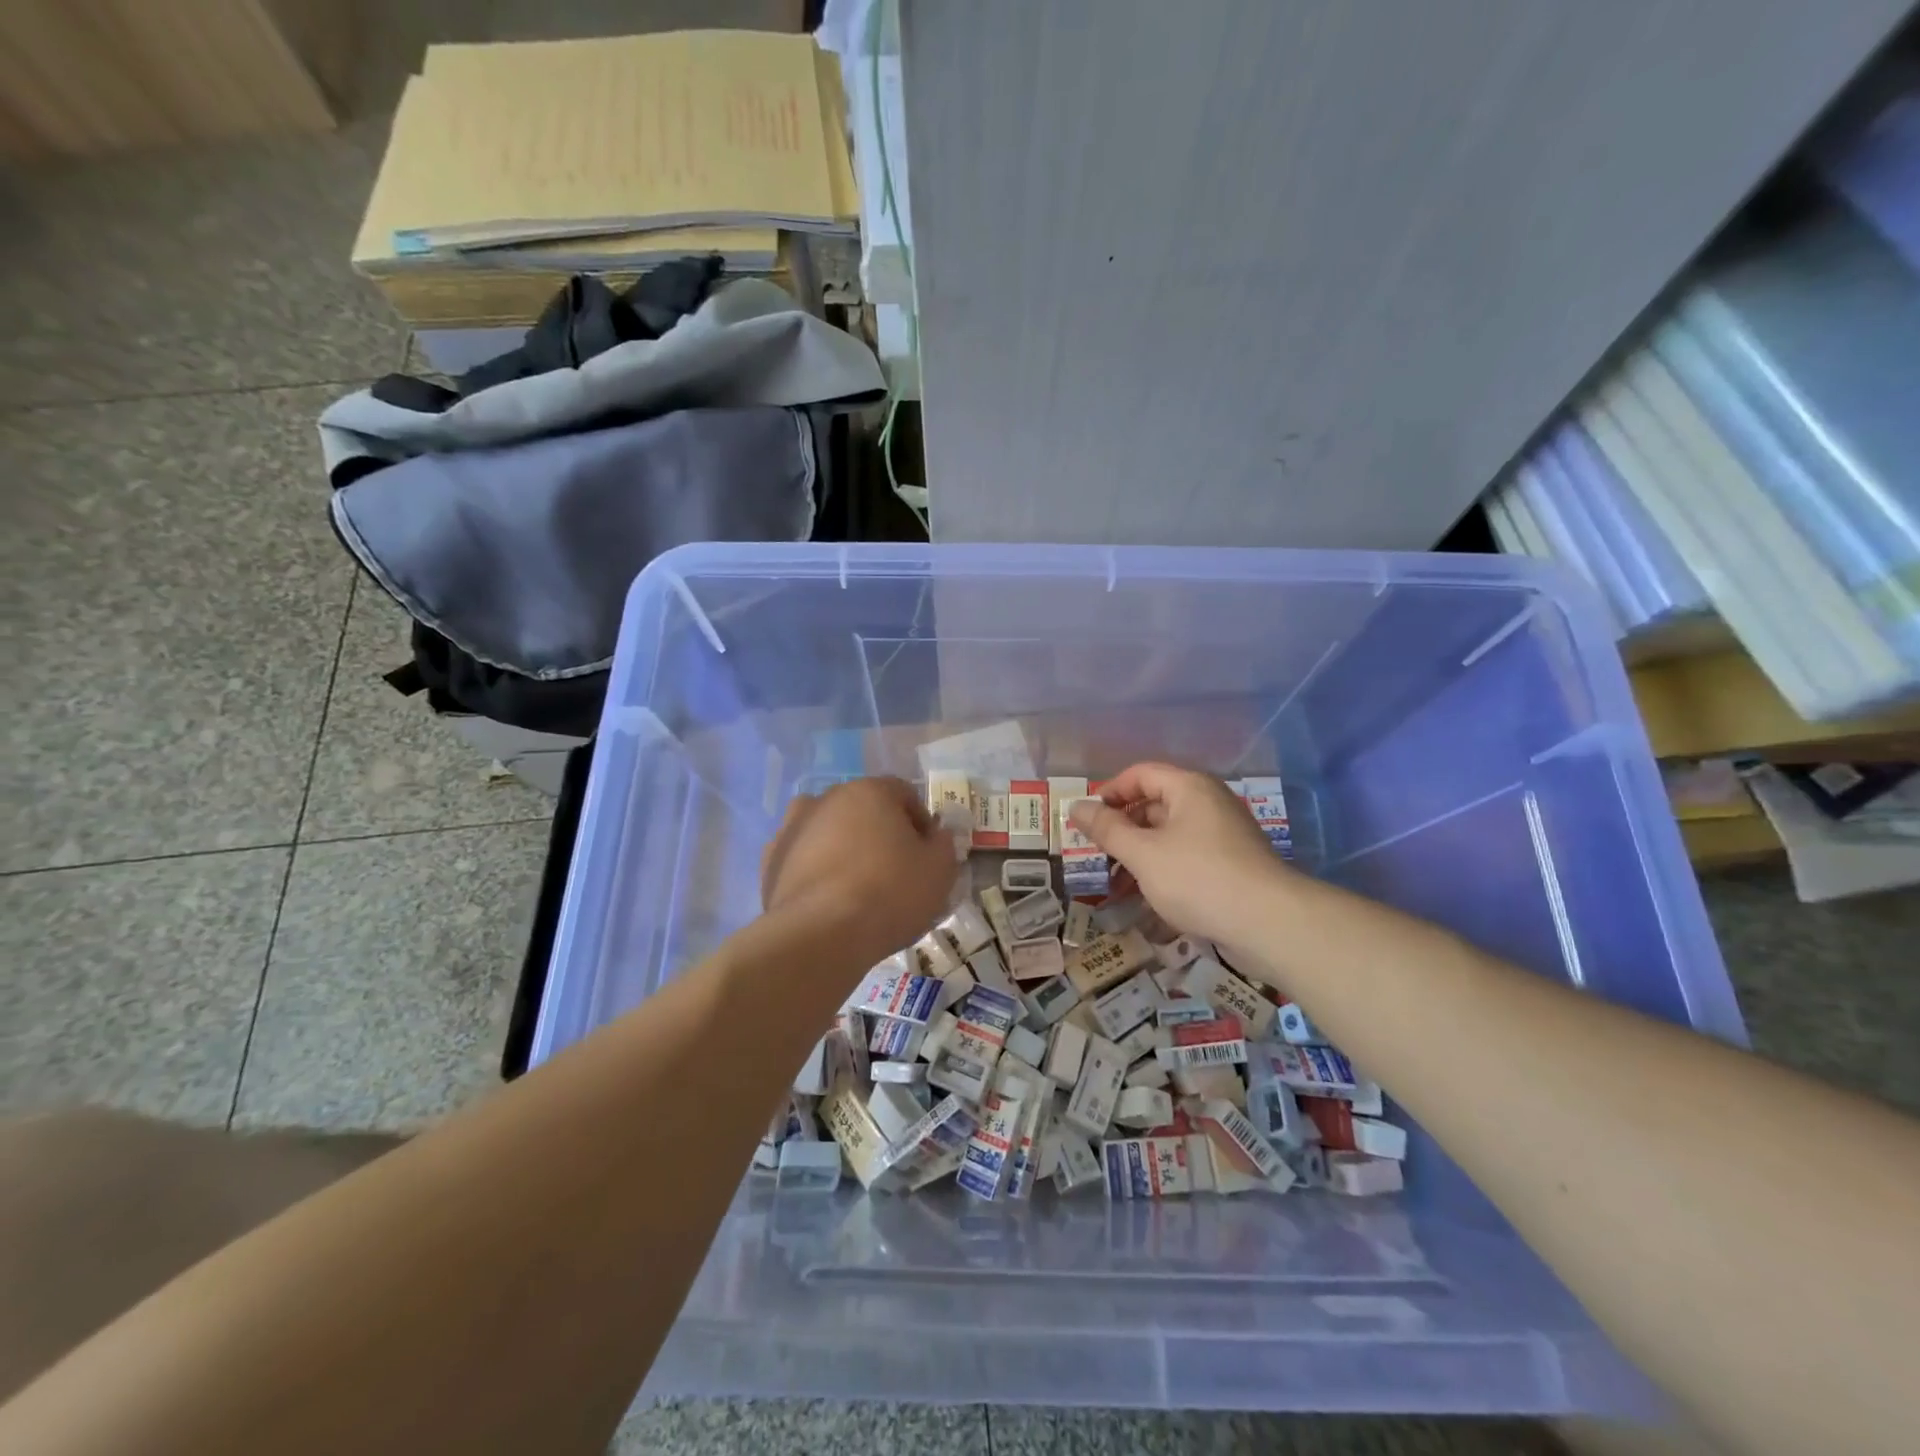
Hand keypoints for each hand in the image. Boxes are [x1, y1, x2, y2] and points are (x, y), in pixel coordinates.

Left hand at [760, 776, 959, 966]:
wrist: (820, 935)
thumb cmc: (889, 894)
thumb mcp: (939, 870)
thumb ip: (943, 844)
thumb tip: (935, 835)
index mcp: (869, 791)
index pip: (904, 794)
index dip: (920, 822)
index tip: (927, 853)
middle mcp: (826, 798)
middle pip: (862, 809)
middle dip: (879, 832)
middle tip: (894, 870)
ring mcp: (792, 828)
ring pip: (828, 831)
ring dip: (843, 847)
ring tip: (856, 887)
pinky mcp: (770, 861)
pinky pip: (802, 858)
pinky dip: (816, 870)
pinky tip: (828, 900)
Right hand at [1069, 763, 1284, 945]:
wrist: (1269, 923)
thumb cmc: (1198, 878)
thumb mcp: (1142, 853)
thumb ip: (1106, 829)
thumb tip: (1075, 806)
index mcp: (1189, 788)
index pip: (1140, 774)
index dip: (1109, 792)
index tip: (1086, 820)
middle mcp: (1208, 803)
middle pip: (1154, 804)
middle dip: (1122, 828)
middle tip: (1096, 854)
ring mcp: (1223, 834)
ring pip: (1169, 835)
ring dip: (1139, 854)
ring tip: (1115, 884)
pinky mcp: (1231, 864)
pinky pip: (1187, 857)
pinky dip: (1163, 870)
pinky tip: (1147, 898)